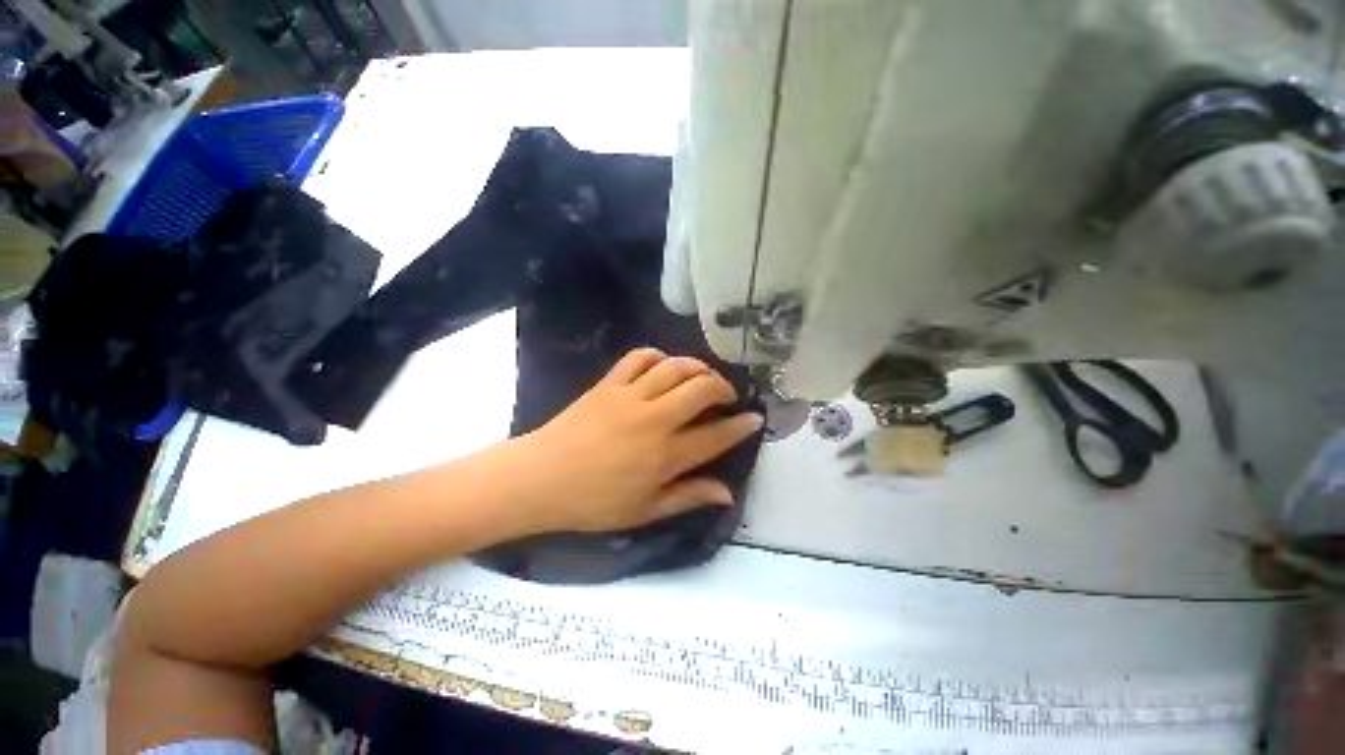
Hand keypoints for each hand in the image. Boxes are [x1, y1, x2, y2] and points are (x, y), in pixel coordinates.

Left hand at [517, 348, 762, 532]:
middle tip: (727, 397)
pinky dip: (657, 355)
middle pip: (701, 390)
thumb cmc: (593, 503)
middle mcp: (654, 420)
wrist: (540, 479)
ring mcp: (630, 396)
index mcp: (664, 456)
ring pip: (675, 367)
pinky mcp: (609, 384)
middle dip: (723, 388)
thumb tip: (728, 493)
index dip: (741, 426)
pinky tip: (664, 365)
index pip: (715, 436)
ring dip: (697, 367)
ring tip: (703, 377)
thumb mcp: (645, 511)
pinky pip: (638, 357)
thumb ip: (689, 497)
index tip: (755, 418)